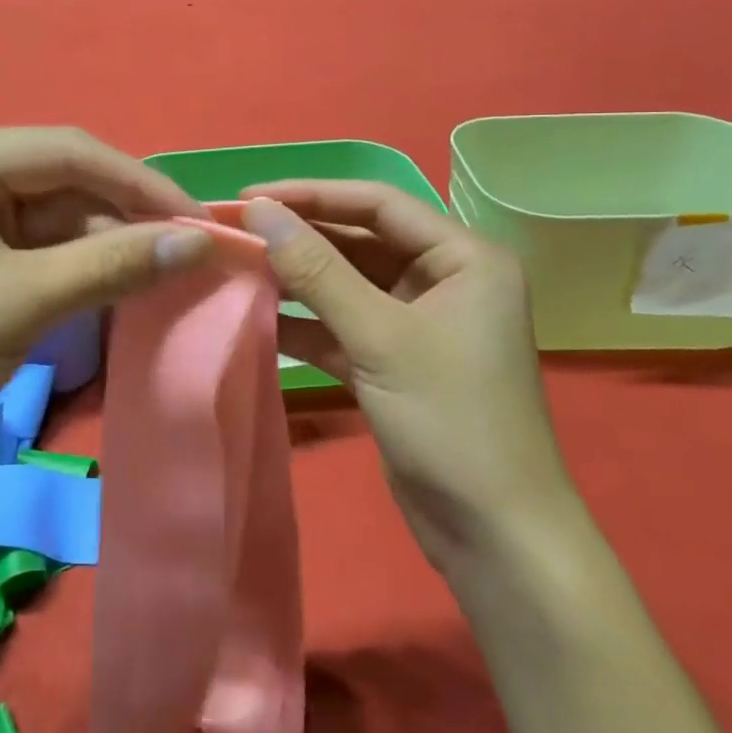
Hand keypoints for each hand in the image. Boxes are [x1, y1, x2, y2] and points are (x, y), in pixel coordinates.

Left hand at [0, 128, 210, 477]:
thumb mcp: (20, 305)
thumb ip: (112, 264)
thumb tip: (198, 241)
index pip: (66, 151)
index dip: (140, 183)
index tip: (199, 220)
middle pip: (64, 179)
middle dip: (126, 216)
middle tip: (190, 252)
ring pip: (58, 212)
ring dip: (109, 241)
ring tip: (167, 270)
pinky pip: (40, 242)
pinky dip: (81, 262)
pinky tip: (122, 280)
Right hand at [240, 182, 573, 572]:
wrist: (495, 537)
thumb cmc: (451, 420)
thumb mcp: (379, 336)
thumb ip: (317, 271)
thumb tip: (259, 211)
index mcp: (464, 257)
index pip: (378, 204)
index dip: (312, 194)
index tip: (249, 198)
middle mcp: (445, 280)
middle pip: (361, 241)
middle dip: (301, 237)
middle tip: (236, 231)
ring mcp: (419, 323)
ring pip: (349, 284)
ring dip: (299, 279)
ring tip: (239, 268)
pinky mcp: (396, 361)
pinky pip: (345, 325)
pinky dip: (307, 323)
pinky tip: (261, 317)